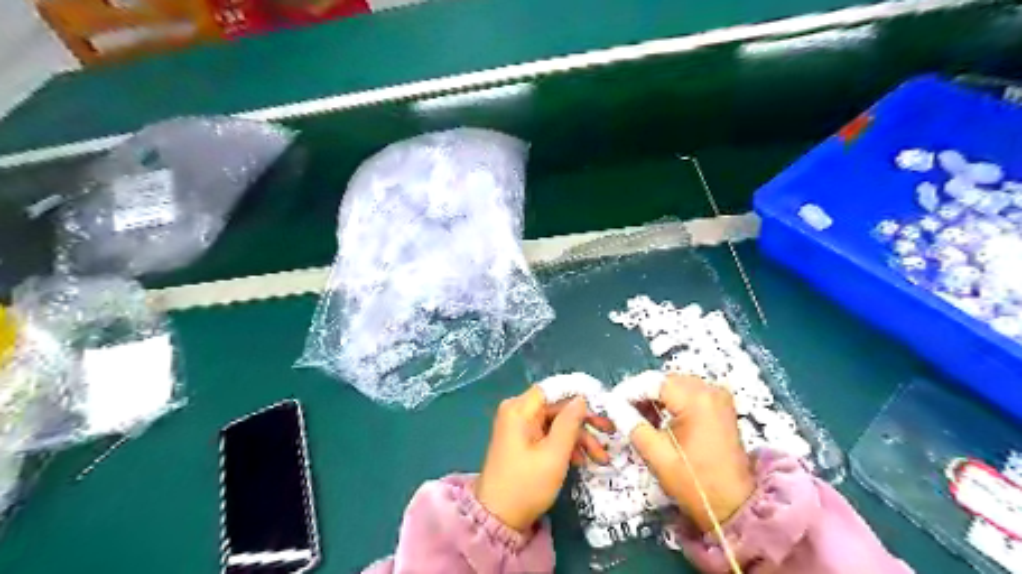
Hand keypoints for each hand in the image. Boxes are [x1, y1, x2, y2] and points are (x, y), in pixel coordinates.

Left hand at [476, 387, 608, 531]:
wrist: (498, 518)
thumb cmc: (526, 485)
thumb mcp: (554, 455)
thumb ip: (569, 423)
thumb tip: (581, 398)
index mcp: (519, 409)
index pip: (554, 389)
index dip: (579, 393)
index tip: (603, 404)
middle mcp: (517, 411)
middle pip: (556, 406)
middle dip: (583, 421)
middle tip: (609, 431)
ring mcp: (519, 426)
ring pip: (556, 421)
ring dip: (578, 437)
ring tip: (600, 457)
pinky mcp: (523, 440)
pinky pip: (548, 433)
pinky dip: (565, 444)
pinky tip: (581, 460)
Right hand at [627, 374, 752, 530]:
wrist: (734, 506)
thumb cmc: (695, 482)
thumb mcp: (657, 454)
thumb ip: (631, 423)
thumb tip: (612, 403)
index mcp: (695, 399)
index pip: (652, 381)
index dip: (628, 391)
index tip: (611, 405)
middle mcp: (709, 390)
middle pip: (664, 381)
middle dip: (641, 394)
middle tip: (623, 413)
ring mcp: (717, 396)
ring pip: (674, 385)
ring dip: (655, 398)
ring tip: (639, 419)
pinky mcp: (720, 405)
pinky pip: (688, 393)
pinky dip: (671, 402)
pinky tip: (659, 420)